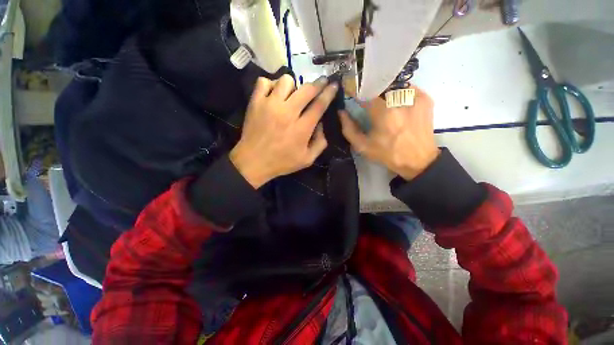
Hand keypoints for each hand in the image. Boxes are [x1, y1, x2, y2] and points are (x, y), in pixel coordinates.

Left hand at [230, 75, 338, 187]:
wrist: (253, 162)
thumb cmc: (282, 162)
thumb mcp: (307, 160)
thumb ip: (320, 143)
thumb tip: (321, 124)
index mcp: (302, 128)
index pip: (319, 105)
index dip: (329, 93)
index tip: (334, 85)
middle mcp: (287, 113)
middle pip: (307, 89)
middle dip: (318, 83)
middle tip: (321, 82)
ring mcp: (270, 105)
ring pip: (286, 81)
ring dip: (293, 85)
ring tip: (293, 94)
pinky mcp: (255, 102)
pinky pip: (264, 82)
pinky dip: (271, 84)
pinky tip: (274, 94)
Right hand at [339, 87, 439, 179]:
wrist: (418, 160)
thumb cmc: (387, 154)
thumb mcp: (362, 146)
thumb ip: (348, 129)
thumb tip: (341, 112)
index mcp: (383, 112)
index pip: (365, 92)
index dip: (356, 90)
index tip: (350, 91)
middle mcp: (400, 99)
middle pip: (379, 86)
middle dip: (371, 91)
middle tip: (367, 101)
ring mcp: (415, 96)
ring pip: (393, 85)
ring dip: (384, 92)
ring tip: (382, 104)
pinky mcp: (425, 98)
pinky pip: (406, 88)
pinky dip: (398, 93)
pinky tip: (396, 105)